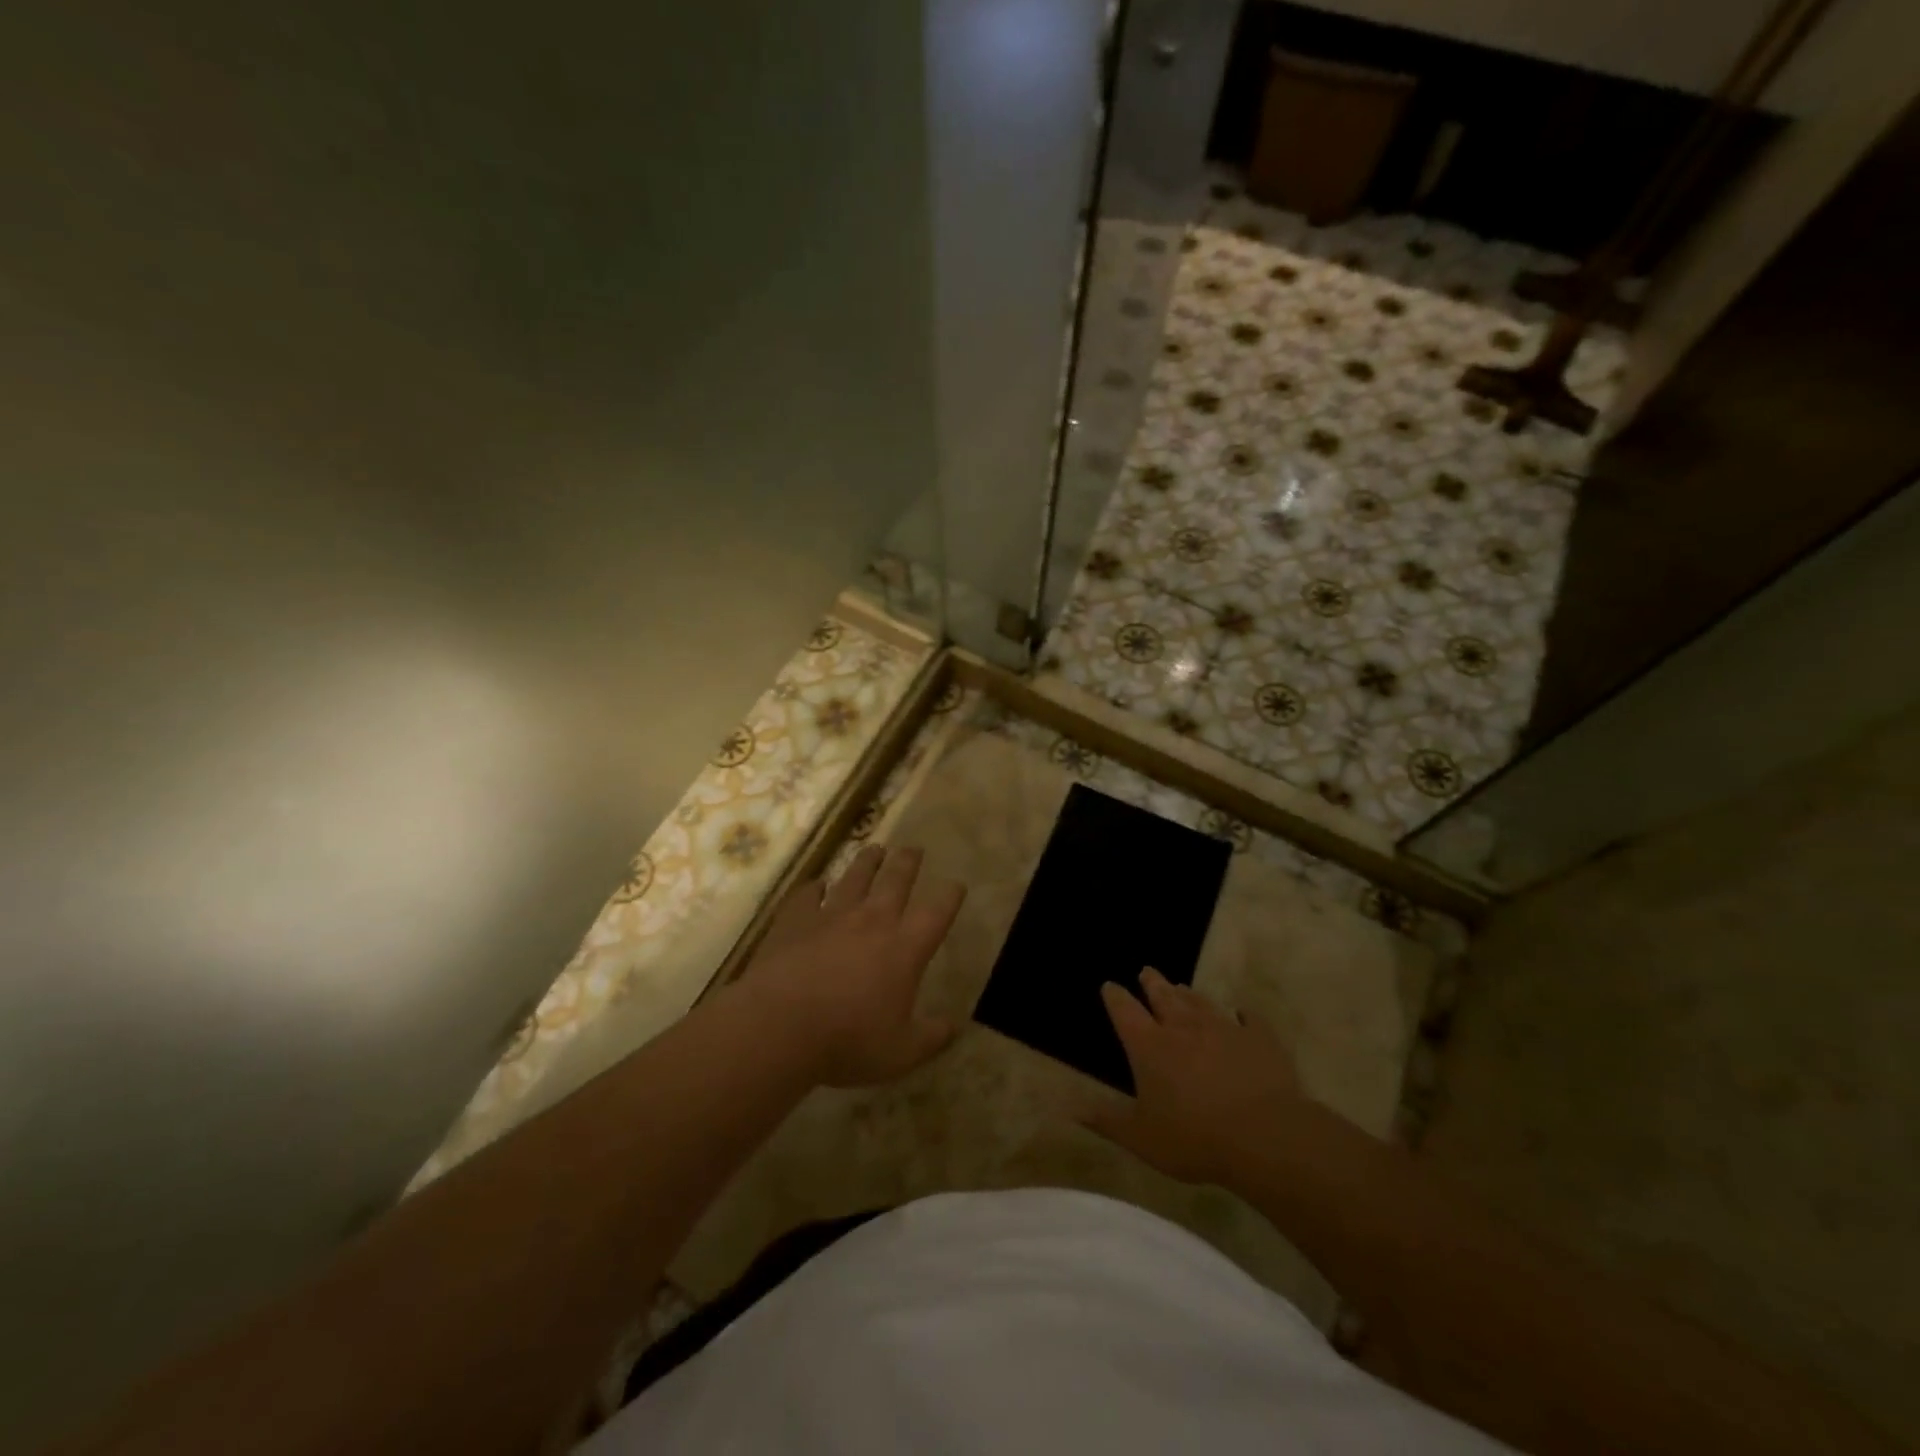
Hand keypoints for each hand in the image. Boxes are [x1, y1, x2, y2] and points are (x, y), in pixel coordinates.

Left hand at [740, 844, 965, 1087]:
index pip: (936, 913)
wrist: (781, 1025)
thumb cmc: (848, 1040)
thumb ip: (931, 1038)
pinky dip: (814, 887)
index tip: (956, 884)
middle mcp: (872, 921)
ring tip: (874, 849)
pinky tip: (816, 884)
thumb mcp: (901, 1052)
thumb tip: (955, 1027)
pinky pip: (808, 894)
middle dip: (908, 863)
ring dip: (867, 862)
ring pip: (855, 877)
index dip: (950, 896)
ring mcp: (831, 915)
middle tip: (914, 848)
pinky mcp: (796, 919)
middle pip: (896, 880)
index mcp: (904, 948)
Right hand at [1083, 968, 1302, 1185]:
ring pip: (1201, 1003)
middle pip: (1163, 996)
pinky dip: (1243, 1014)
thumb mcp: (1141, 1138)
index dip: (1115, 997)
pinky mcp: (1259, 1039)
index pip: (1125, 1011)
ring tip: (1182, 986)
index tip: (1110, 986)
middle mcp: (1183, 1027)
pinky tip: (1242, 1012)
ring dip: (1189, 994)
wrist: (1264, 1136)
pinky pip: (1250, 1019)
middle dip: (1152, 983)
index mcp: (1150, 1046)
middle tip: (1147, 971)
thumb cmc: (1194, 1138)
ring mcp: (1223, 1029)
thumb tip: (1070, 1107)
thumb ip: (1106, 1120)